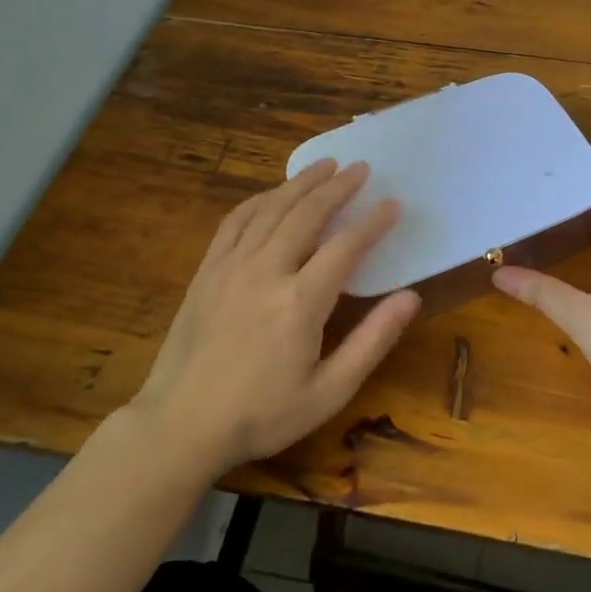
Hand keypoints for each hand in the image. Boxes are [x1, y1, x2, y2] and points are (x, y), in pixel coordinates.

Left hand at [130, 159, 420, 473]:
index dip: (373, 222)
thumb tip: (411, 297)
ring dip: (301, 182)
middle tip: (360, 168)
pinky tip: (273, 193)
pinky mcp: (207, 270)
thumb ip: (372, 341)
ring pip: (271, 208)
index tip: (393, 204)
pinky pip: (235, 221)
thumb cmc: (261, 415)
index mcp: (300, 302)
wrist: (180, 426)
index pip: (346, 246)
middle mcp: (266, 271)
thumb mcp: (328, 392)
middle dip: (338, 187)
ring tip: (325, 165)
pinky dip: (259, 199)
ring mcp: (231, 266)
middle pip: (307, 213)